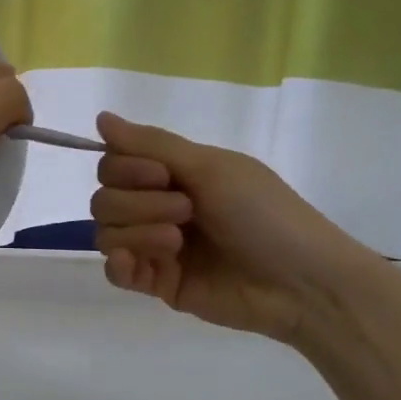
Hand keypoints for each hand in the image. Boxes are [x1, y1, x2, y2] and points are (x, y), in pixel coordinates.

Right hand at [89, 112, 384, 345]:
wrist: (300, 282)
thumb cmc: (263, 215)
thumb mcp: (211, 168)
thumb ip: (151, 144)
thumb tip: (101, 116)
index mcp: (174, 175)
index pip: (114, 164)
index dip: (126, 168)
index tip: (162, 175)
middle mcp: (158, 206)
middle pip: (105, 198)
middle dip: (138, 203)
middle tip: (186, 211)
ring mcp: (156, 247)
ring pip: (106, 232)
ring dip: (137, 232)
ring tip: (177, 243)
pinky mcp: (158, 283)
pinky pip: (114, 272)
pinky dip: (119, 264)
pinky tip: (138, 264)